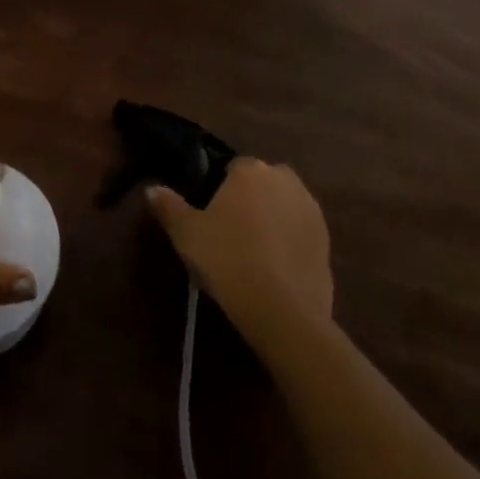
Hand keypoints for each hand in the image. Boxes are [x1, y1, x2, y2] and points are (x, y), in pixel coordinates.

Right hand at [147, 158, 332, 350]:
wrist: (282, 311)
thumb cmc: (228, 260)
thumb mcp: (187, 234)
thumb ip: (168, 206)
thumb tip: (152, 189)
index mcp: (250, 170)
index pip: (233, 167)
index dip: (220, 189)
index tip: (211, 214)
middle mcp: (284, 179)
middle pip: (262, 183)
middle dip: (250, 200)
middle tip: (231, 233)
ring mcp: (310, 209)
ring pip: (283, 206)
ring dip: (272, 219)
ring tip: (253, 253)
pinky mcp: (327, 240)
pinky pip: (300, 232)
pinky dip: (289, 242)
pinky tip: (275, 268)